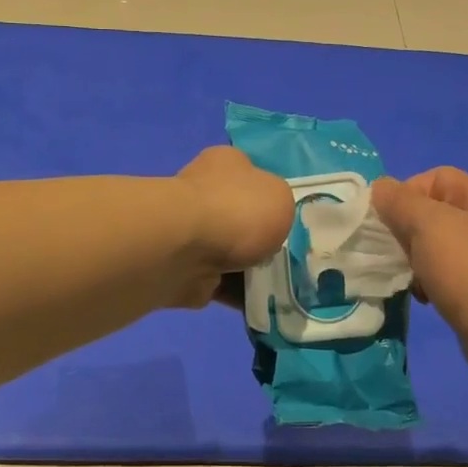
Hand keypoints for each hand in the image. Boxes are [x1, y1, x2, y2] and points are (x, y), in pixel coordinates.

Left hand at [174, 146, 292, 309]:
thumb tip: (267, 220)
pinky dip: (236, 294)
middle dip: (257, 238)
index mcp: (224, 164)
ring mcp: (189, 232)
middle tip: (284, 257)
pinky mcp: (183, 268)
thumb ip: (279, 206)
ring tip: (278, 285)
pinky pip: (218, 282)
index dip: (267, 195)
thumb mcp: (281, 197)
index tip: (283, 219)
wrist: (185, 250)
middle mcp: (203, 192)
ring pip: (229, 253)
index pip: (248, 173)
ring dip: (249, 269)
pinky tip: (259, 303)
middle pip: (238, 216)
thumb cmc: (238, 211)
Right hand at [372, 168, 467, 370]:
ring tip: (406, 278)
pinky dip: (430, 285)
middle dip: (406, 230)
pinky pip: (446, 278)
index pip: (435, 178)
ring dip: (415, 261)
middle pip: (433, 214)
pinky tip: (424, 299)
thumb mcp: (428, 225)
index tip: (386, 219)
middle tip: (393, 251)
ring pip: (437, 249)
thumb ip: (400, 202)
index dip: (406, 191)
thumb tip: (380, 187)